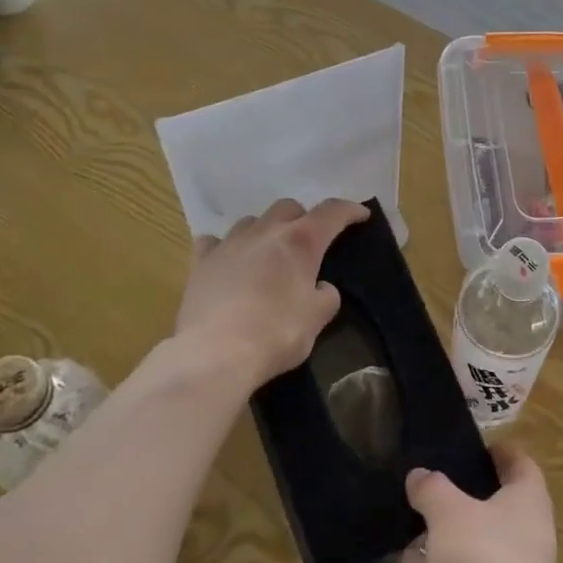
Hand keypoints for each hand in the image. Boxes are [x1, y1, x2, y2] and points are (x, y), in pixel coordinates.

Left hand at [173, 198, 367, 389]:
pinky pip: (215, 242)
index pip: (332, 212)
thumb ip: (325, 296)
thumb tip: (321, 288)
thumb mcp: (316, 319)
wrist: (214, 354)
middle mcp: (266, 232)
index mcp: (301, 241)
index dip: (349, 210)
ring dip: (265, 230)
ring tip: (268, 253)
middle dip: (302, 219)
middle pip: (288, 207)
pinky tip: (228, 261)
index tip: (361, 214)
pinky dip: (226, 247)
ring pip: (252, 220)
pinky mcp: (201, 262)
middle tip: (308, 243)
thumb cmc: (275, 334)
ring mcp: (230, 244)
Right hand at [405, 444, 556, 562]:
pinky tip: (409, 561)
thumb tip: (419, 475)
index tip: (470, 445)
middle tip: (433, 480)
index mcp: (529, 503)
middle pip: (499, 504)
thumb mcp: (448, 513)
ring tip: (413, 517)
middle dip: (466, 493)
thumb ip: (432, 489)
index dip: (498, 451)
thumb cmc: (480, 562)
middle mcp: (529, 536)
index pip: (520, 464)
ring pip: (479, 542)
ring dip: (450, 533)